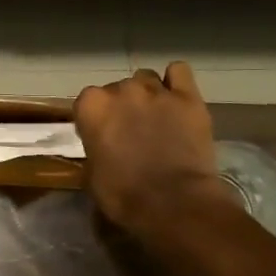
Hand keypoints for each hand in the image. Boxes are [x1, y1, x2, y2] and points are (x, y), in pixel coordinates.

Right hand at [75, 63, 235, 234]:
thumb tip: (103, 149)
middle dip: (123, 106)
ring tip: (157, 118)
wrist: (174, 203)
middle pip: (118, 88)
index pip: (87, 101)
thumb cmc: (124, 196)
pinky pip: (178, 71)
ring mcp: (156, 90)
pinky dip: (176, 81)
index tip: (103, 136)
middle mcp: (122, 90)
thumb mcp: (92, 177)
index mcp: (92, 107)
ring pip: (147, 78)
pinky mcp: (188, 96)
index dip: (96, 119)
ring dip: (148, 95)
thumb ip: (94, 150)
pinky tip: (177, 99)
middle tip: (132, 131)